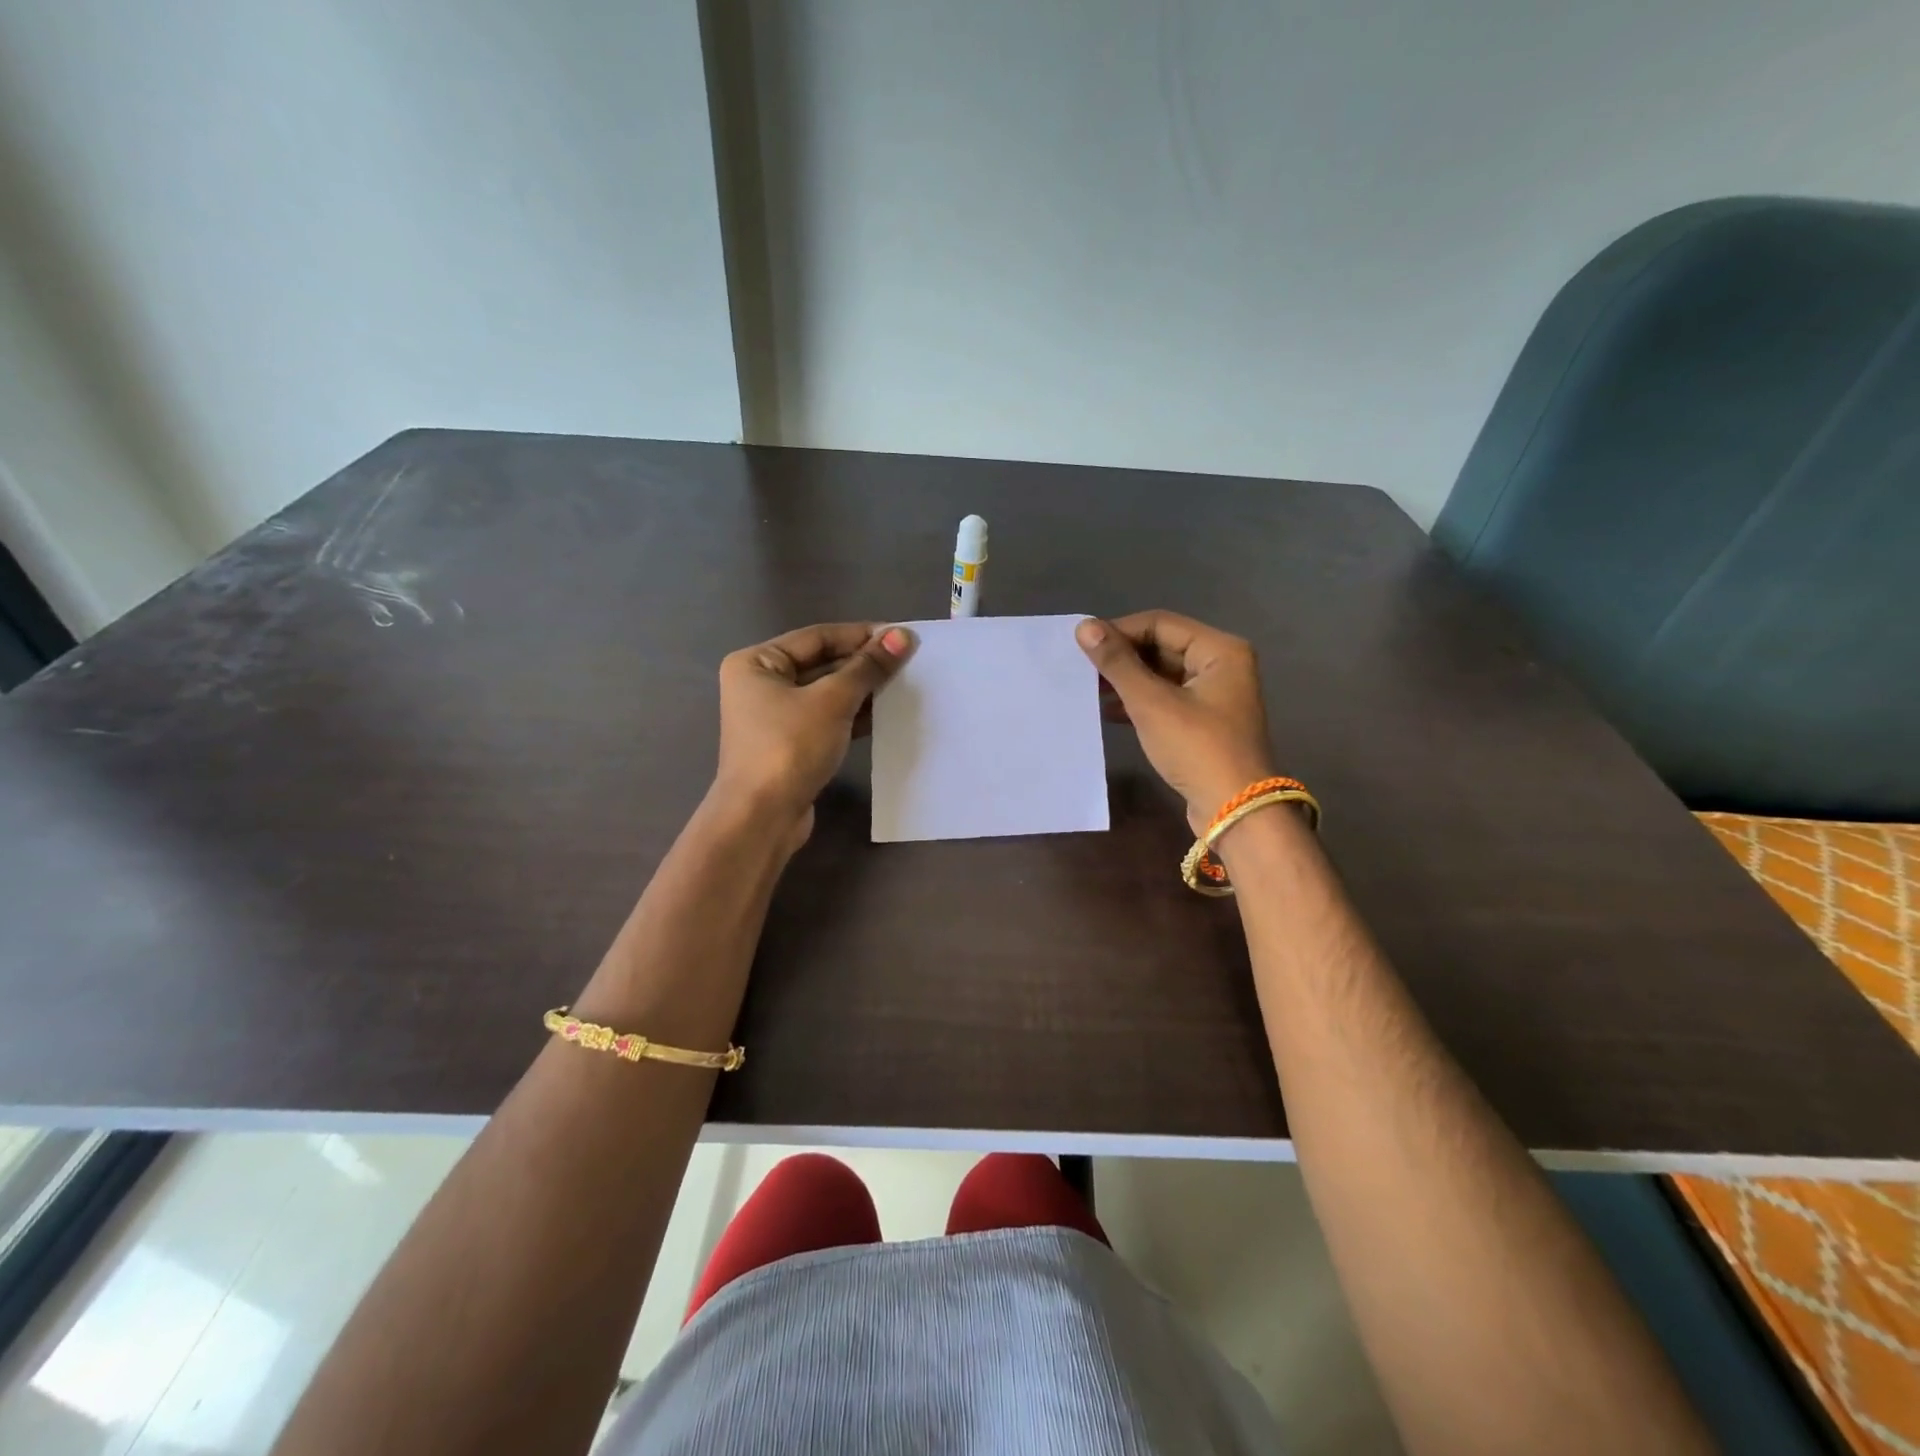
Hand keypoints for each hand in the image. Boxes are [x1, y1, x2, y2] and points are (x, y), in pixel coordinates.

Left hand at [713, 622, 915, 842]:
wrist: (762, 818)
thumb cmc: (790, 747)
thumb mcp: (832, 701)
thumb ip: (868, 667)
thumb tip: (902, 636)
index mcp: (757, 662)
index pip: (818, 637)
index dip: (861, 635)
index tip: (902, 637)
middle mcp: (761, 684)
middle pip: (822, 663)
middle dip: (864, 664)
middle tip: (908, 662)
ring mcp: (775, 717)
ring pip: (827, 693)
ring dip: (863, 690)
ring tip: (903, 686)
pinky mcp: (791, 744)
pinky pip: (827, 718)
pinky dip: (854, 715)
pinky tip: (886, 714)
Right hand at [1076, 611, 1275, 830]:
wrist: (1234, 810)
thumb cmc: (1196, 748)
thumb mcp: (1151, 703)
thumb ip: (1117, 664)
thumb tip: (1085, 627)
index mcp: (1219, 650)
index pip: (1159, 623)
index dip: (1119, 630)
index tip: (1082, 646)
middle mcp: (1221, 665)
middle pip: (1162, 647)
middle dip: (1122, 657)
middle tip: (1082, 668)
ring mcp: (1214, 695)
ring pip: (1162, 674)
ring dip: (1127, 680)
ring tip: (1089, 689)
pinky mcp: (1204, 722)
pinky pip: (1166, 699)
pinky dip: (1139, 702)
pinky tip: (1109, 712)